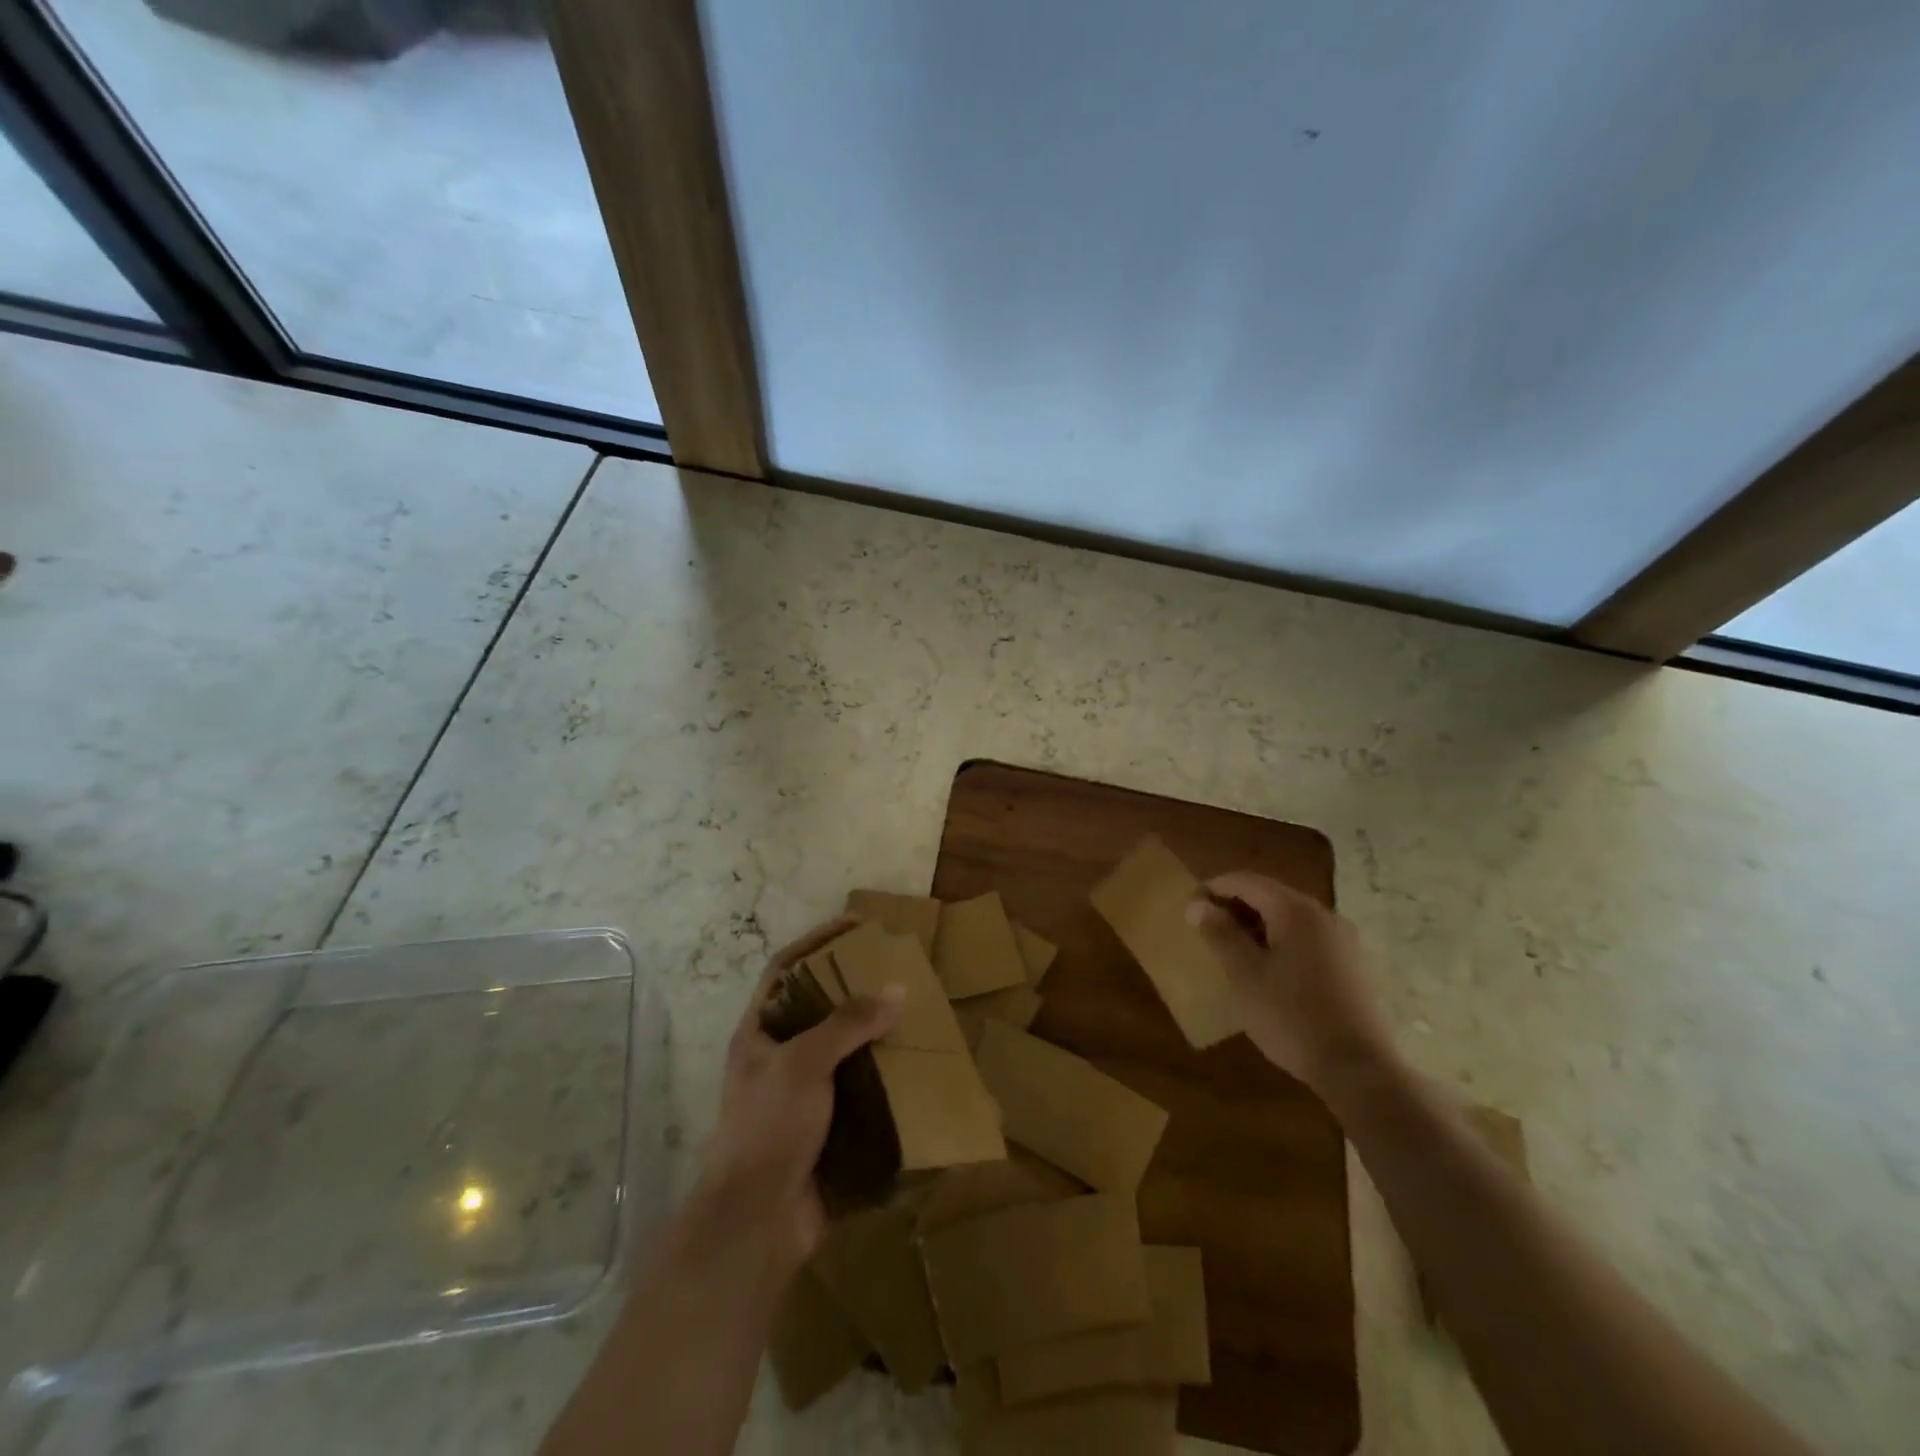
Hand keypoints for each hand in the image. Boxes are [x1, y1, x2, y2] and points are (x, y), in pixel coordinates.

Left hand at [693, 917, 902, 1277]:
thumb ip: (848, 1023)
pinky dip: (888, 1083)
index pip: (786, 969)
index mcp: (760, 1033)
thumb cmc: (768, 1128)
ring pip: (847, 1052)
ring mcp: (805, 1096)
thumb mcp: (803, 1063)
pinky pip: (864, 1094)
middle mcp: (781, 1058)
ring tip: (917, 1017)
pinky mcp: (829, 1129)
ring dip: (878, 1037)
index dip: (818, 942)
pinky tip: (918, 1073)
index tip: (857, 926)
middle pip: (821, 1009)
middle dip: (857, 990)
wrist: (757, 1224)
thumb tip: (897, 990)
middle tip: (899, 972)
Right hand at [1186, 871, 1395, 1096]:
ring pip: (1290, 918)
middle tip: (1208, 931)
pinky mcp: (1353, 964)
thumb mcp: (1245, 975)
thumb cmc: (1292, 1017)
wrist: (1360, 1070)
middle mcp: (1323, 915)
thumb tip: (1197, 904)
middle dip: (1236, 907)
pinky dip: (1282, 941)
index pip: (1246, 881)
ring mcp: (1344, 939)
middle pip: (1270, 895)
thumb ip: (1220, 934)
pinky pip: (1308, 938)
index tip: (1190, 908)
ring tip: (1234, 952)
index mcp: (1295, 911)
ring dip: (1258, 925)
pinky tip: (1270, 971)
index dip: (1214, 888)